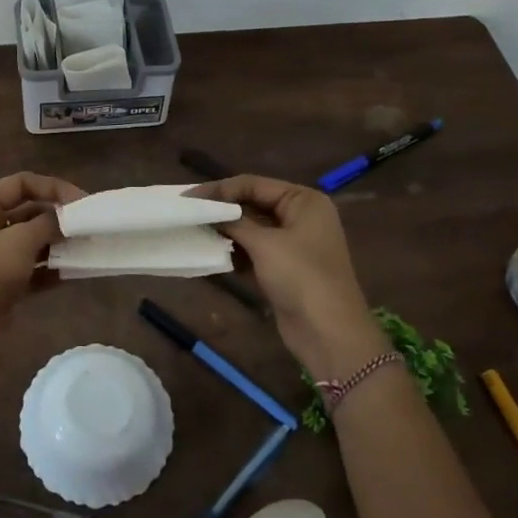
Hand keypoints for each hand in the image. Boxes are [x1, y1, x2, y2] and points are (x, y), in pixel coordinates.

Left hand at [0, 172, 86, 330]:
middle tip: (88, 226)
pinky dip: (50, 268)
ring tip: (86, 247)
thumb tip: (68, 218)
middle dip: (58, 219)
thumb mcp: (21, 241)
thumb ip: (49, 223)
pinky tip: (75, 271)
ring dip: (57, 244)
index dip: (53, 189)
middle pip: (26, 213)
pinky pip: (30, 268)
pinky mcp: (0, 283)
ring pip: (30, 242)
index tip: (83, 202)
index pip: (20, 184)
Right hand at [191, 176, 386, 378]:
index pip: (254, 184)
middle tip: (188, 212)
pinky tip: (212, 254)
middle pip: (253, 204)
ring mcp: (293, 244)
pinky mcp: (284, 269)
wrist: (329, 333)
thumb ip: (234, 222)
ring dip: (226, 232)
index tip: (188, 197)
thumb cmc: (301, 277)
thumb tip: (208, 211)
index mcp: (303, 201)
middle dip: (222, 210)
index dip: (220, 189)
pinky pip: (254, 252)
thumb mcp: (264, 244)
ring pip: (252, 229)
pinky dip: (235, 252)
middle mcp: (300, 217)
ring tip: (195, 232)